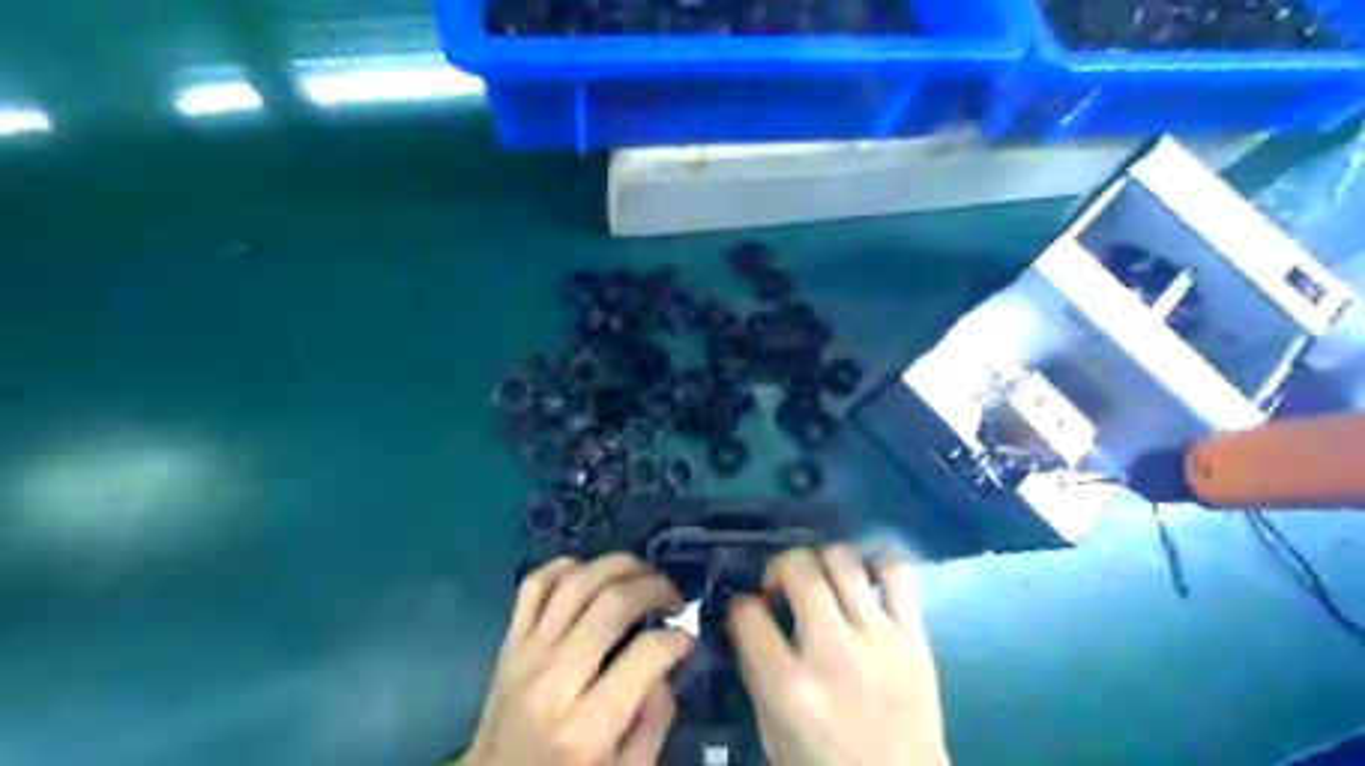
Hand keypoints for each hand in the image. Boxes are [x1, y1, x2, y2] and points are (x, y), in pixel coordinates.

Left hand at [461, 557, 694, 765]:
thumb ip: (653, 722)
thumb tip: (664, 666)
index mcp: (586, 728)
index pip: (644, 655)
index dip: (676, 639)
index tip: (687, 639)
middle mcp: (554, 680)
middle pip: (610, 604)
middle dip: (654, 587)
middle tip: (674, 598)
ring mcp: (525, 655)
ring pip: (575, 582)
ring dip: (618, 566)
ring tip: (643, 575)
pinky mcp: (508, 643)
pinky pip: (534, 585)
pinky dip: (565, 566)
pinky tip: (591, 573)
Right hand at [723, 545, 951, 765]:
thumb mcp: (773, 733)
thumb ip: (756, 673)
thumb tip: (745, 621)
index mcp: (790, 686)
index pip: (747, 612)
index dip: (739, 604)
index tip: (747, 609)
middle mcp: (831, 652)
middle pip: (798, 568)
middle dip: (779, 567)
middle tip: (782, 587)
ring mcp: (877, 638)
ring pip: (842, 559)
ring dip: (822, 561)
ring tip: (822, 580)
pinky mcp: (913, 636)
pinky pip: (898, 573)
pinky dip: (878, 562)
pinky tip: (865, 577)